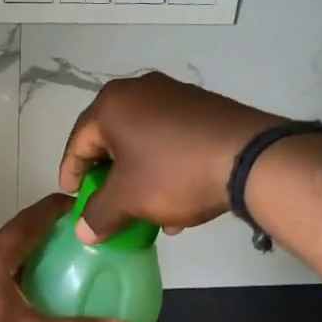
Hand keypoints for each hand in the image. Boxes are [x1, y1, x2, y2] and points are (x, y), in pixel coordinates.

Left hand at [0, 195, 143, 321]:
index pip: (28, 220)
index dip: (56, 208)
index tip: (83, 203)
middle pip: (16, 236)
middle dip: (48, 233)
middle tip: (83, 238)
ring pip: (3, 257)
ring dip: (31, 256)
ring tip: (64, 263)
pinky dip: (16, 275)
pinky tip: (34, 294)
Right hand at [58, 73, 287, 241]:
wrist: (249, 158)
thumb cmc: (174, 173)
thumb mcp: (129, 199)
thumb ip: (99, 214)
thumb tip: (84, 230)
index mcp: (112, 105)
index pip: (78, 142)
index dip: (72, 175)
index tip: (74, 201)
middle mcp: (139, 91)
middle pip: (111, 140)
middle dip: (110, 179)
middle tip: (108, 206)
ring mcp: (175, 95)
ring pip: (143, 142)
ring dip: (140, 178)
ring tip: (146, 213)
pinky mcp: (203, 107)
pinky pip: (170, 139)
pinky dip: (165, 167)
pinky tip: (177, 200)